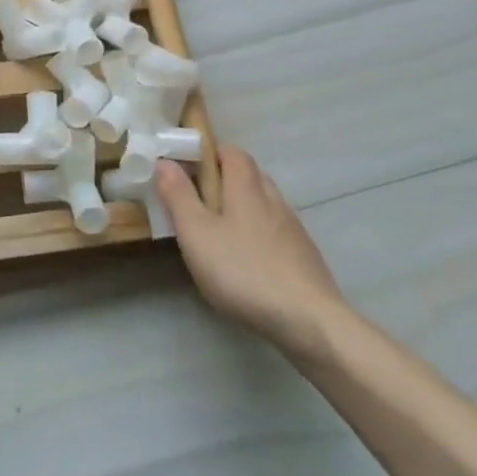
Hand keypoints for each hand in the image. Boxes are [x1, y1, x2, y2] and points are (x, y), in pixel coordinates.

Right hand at [155, 148, 344, 356]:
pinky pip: (277, 232)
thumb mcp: (196, 233)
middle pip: (250, 175)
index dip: (210, 153)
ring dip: (243, 207)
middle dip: (224, 179)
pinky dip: (259, 234)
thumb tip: (165, 161)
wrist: (311, 323)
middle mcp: (273, 200)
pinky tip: (248, 260)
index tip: (187, 168)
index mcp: (246, 188)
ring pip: (265, 204)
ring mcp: (294, 230)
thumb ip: (178, 195)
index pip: (232, 152)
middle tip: (198, 200)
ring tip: (220, 232)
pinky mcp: (305, 258)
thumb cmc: (243, 270)